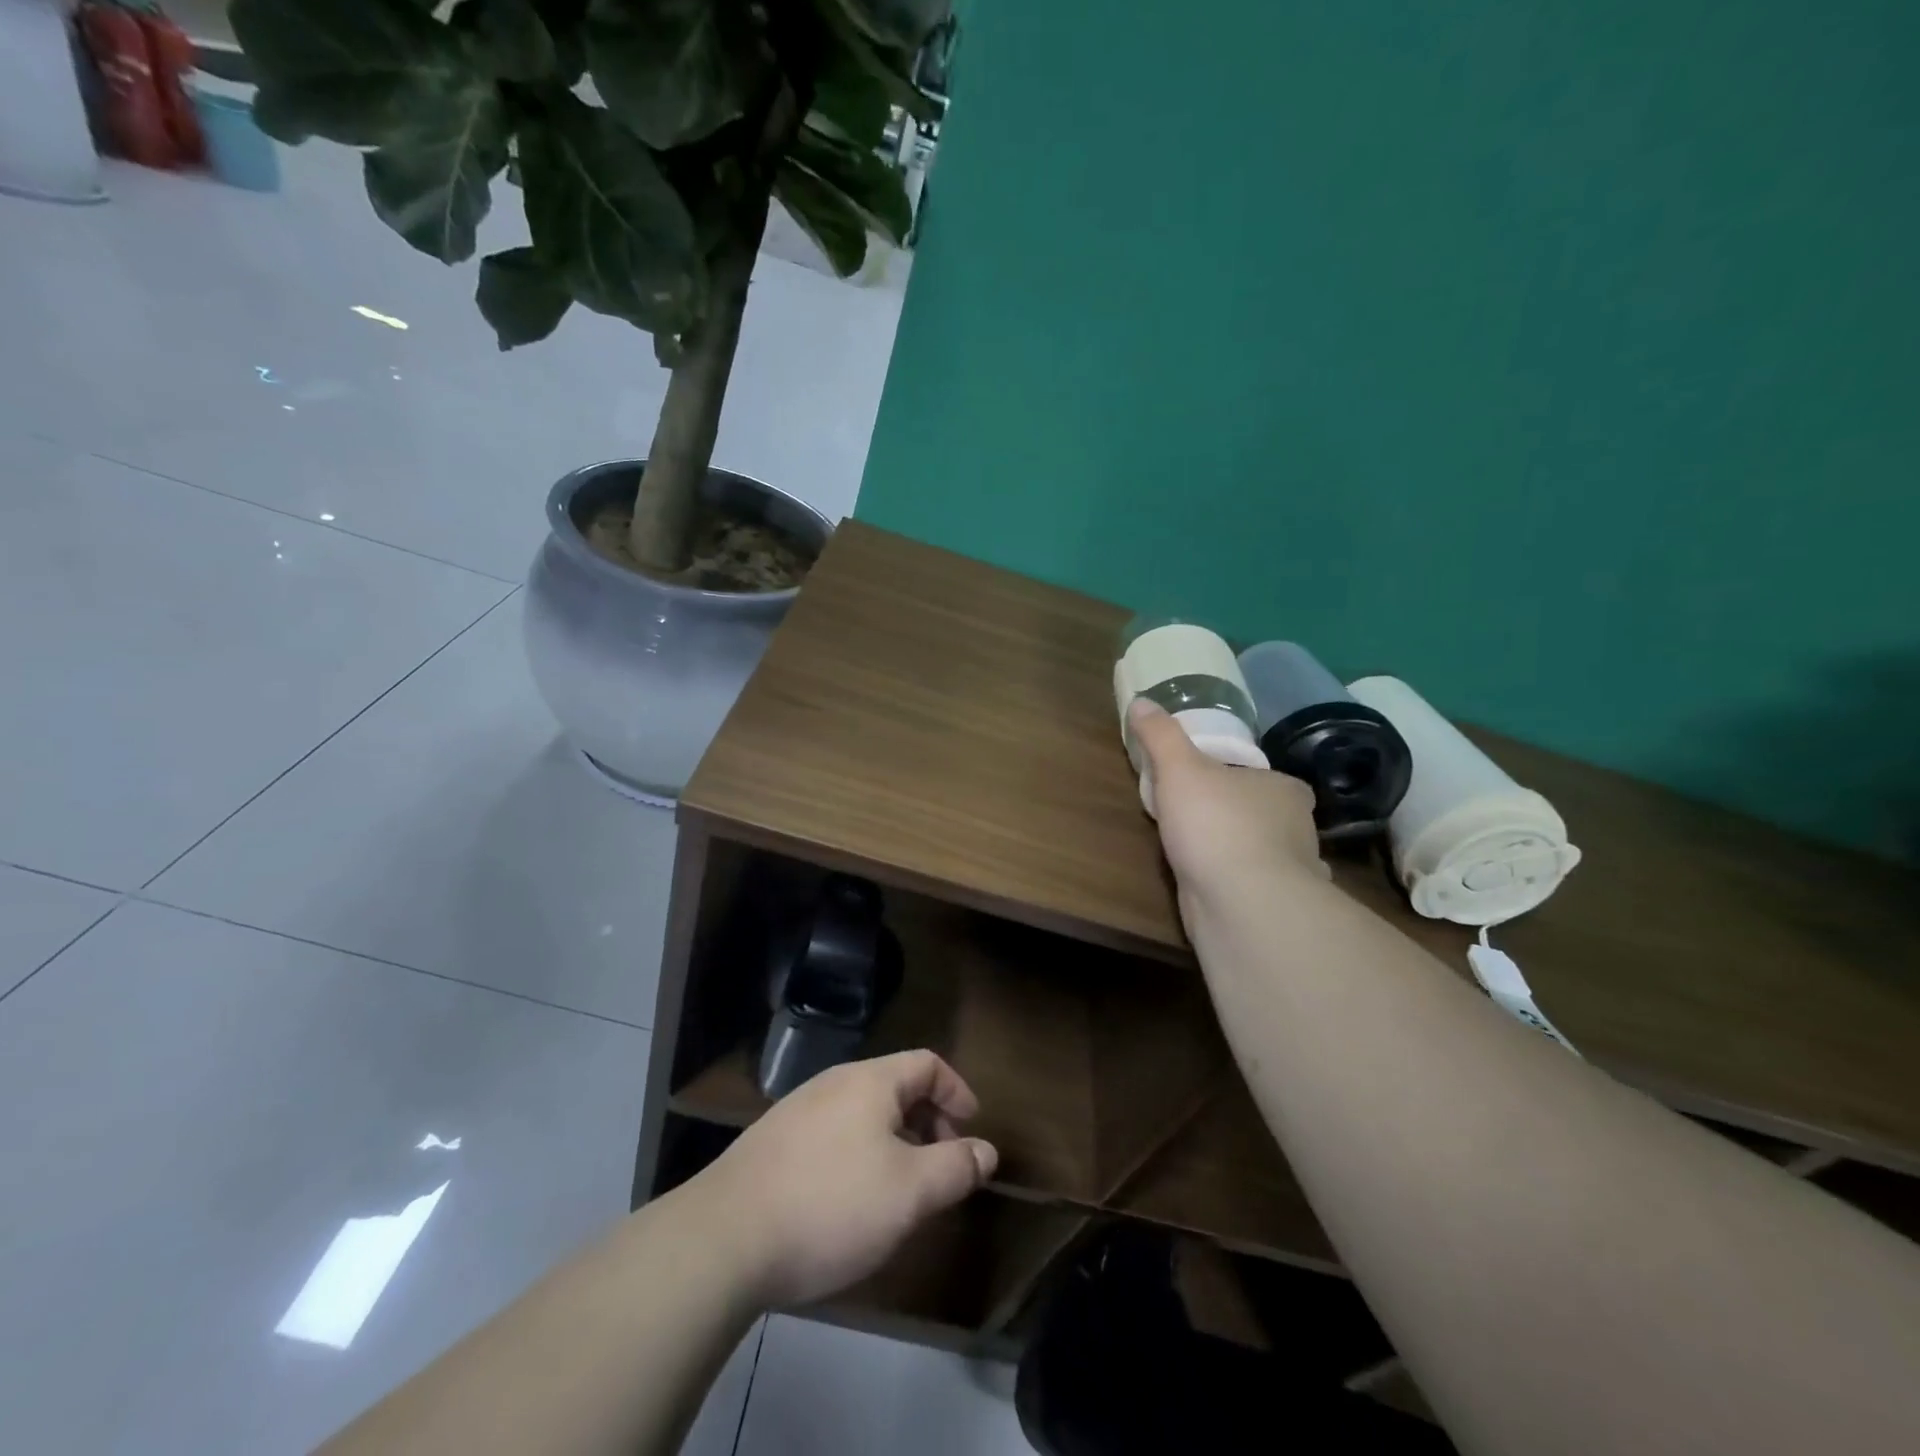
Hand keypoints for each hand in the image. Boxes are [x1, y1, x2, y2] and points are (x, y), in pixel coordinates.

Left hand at [693, 1050, 998, 1307]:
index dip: (957, 1092)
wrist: (723, 1239)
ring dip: (894, 1142)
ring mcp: (797, 1111)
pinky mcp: (772, 1144)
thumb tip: (986, 1151)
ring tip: (900, 1192)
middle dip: (928, 1122)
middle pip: (895, 1086)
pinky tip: (849, 1203)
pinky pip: (832, 1135)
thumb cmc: (831, 1205)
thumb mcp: (909, 1193)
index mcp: (870, 1081)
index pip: (927, 1063)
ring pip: (862, 1114)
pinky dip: (858, 1155)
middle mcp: (834, 1083)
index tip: (972, 1132)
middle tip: (941, 1168)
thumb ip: (955, 1167)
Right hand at [1127, 698, 1326, 904]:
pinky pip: (1254, 888)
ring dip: (1241, 854)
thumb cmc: (1216, 825)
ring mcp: (1293, 872)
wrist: (1241, 903)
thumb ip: (1161, 736)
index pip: (1265, 778)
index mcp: (1283, 790)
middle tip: (1196, 817)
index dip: (1238, 778)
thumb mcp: (1180, 769)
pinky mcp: (1277, 908)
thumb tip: (1141, 701)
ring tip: (1201, 854)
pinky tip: (1217, 889)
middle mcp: (1297, 828)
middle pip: (1264, 815)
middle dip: (1238, 817)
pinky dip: (1240, 888)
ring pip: (1264, 854)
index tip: (1209, 784)